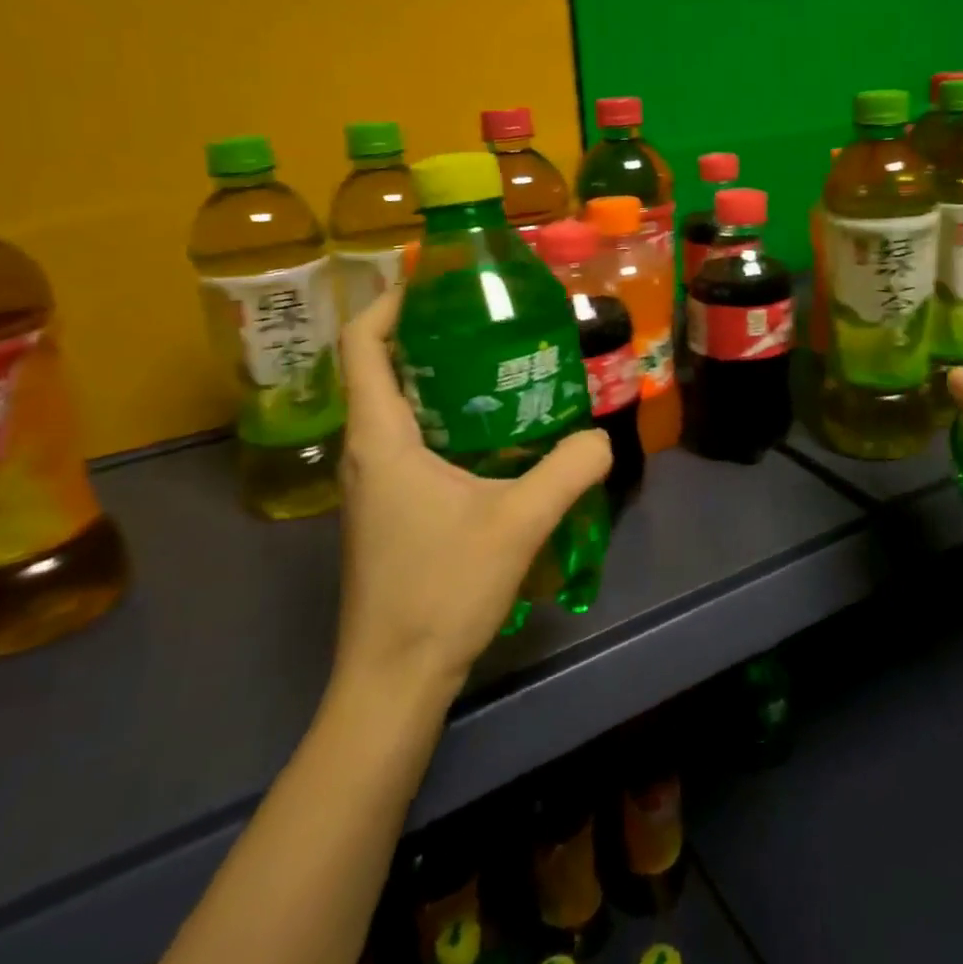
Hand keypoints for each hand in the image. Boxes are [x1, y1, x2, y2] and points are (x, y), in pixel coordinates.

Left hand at [333, 290, 611, 694]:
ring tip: (496, 367)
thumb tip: (601, 436)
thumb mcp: (518, 522)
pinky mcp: (386, 509)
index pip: (361, 344)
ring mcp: (371, 484)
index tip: (434, 283)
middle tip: (486, 321)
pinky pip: (407, 441)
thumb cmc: (441, 590)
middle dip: (425, 335)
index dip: (389, 302)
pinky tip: (491, 436)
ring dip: (436, 379)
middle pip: (379, 368)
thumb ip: (568, 469)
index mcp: (381, 437)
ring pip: (395, 407)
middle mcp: (365, 451)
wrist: (393, 680)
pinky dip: (441, 418)